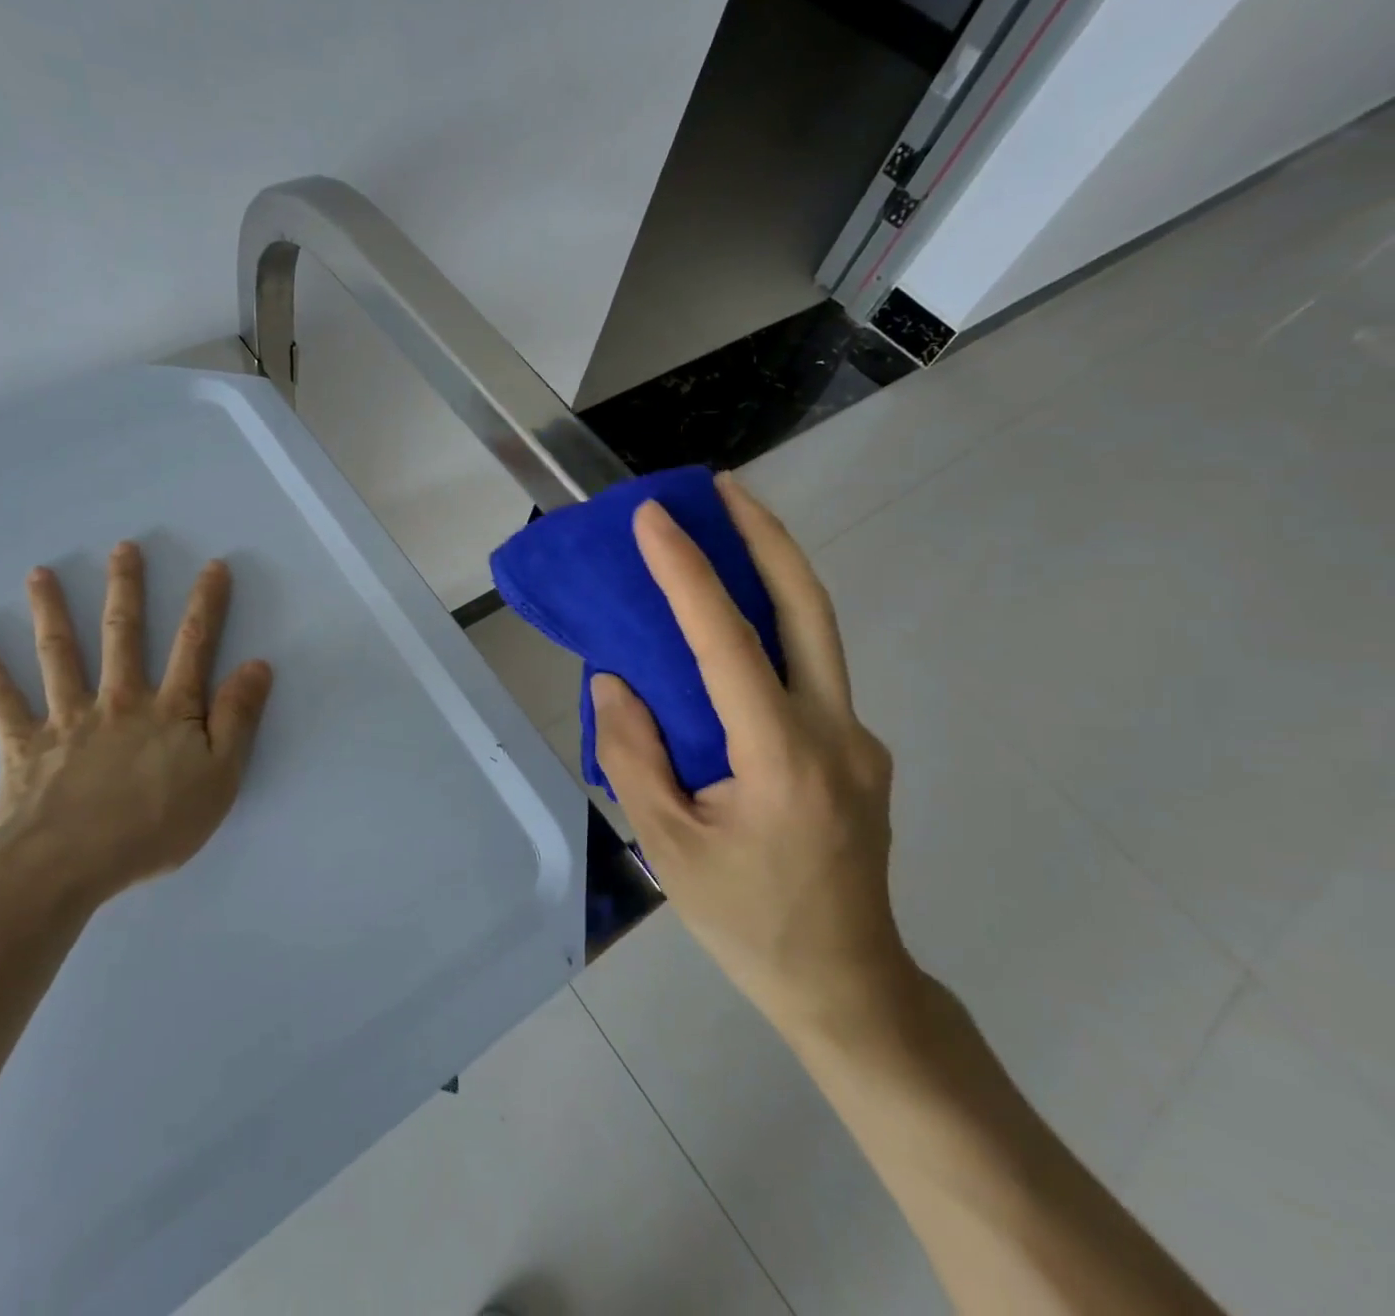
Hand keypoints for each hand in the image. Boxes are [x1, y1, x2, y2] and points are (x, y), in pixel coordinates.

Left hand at [0, 542, 273, 910]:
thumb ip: (238, 719)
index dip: (206, 604)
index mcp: (168, 710)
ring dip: (51, 610)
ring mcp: (67, 717)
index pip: (194, 646)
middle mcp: (118, 700)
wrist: (67, 865)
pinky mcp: (23, 743)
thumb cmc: (153, 825)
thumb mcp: (220, 778)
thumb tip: (257, 665)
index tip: (213, 566)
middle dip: (126, 589)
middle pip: (123, 635)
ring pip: (59, 653)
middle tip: (123, 548)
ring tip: (40, 572)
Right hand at [592, 476, 910, 1038]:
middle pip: (808, 608)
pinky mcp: (856, 750)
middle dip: (765, 535)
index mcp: (782, 758)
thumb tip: (616, 681)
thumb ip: (633, 753)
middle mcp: (835, 733)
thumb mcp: (667, 845)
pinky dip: (768, 631)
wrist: (848, 987)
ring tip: (725, 531)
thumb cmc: (747, 922)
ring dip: (772, 572)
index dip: (688, 572)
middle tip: (722, 486)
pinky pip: (808, 673)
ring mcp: (858, 739)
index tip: (654, 517)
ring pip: (817, 633)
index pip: (729, 641)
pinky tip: (729, 633)